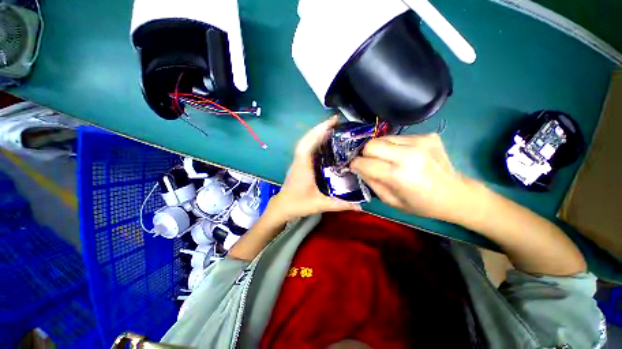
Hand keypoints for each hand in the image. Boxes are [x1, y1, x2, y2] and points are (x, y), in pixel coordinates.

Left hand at [271, 116, 361, 220]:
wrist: (282, 206)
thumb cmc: (298, 204)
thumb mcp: (320, 205)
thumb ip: (339, 205)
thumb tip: (360, 207)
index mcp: (303, 167)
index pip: (308, 144)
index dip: (319, 131)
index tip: (332, 122)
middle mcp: (299, 160)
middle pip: (307, 139)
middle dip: (320, 127)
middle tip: (336, 121)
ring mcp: (297, 160)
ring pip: (305, 141)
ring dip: (316, 132)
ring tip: (331, 127)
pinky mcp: (298, 162)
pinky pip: (305, 147)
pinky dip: (314, 140)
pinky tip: (323, 140)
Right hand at [350, 134, 470, 222]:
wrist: (455, 194)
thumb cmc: (421, 204)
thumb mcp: (390, 201)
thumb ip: (371, 182)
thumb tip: (359, 167)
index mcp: (399, 175)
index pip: (365, 162)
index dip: (355, 164)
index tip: (354, 167)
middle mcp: (409, 155)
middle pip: (372, 144)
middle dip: (365, 153)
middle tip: (369, 162)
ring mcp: (420, 142)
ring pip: (384, 138)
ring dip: (380, 149)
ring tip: (388, 159)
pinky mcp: (427, 136)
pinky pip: (398, 137)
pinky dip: (394, 146)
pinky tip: (403, 156)